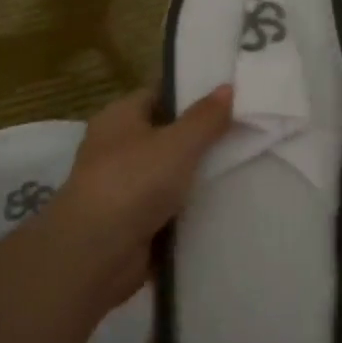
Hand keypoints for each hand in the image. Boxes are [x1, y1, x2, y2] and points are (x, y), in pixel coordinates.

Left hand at [35, 86, 233, 310]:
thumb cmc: (133, 183)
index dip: (191, 94)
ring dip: (198, 175)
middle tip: (245, 132)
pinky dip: (191, 207)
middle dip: (202, 137)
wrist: (96, 254)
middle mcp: (117, 148)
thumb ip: (206, 118)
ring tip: (245, 166)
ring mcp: (124, 187)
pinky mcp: (133, 222)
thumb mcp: (178, 143)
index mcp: (119, 118)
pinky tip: (225, 204)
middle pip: (167, 135)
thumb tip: (227, 87)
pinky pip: (170, 207)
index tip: (230, 97)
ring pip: (171, 173)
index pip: (158, 95)